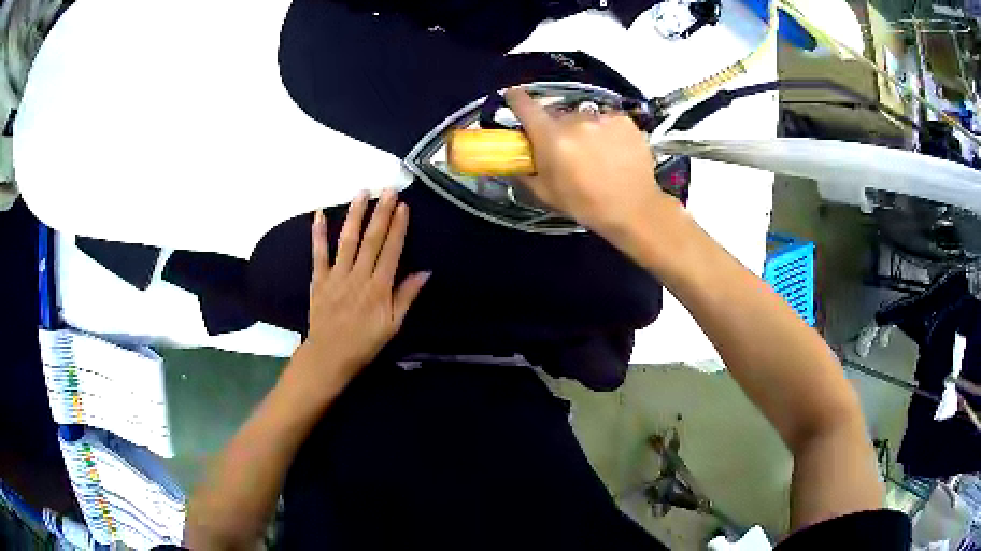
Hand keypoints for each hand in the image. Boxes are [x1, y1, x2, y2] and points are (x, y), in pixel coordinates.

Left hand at [300, 189, 429, 383]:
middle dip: (381, 213)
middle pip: (371, 239)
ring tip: (361, 193)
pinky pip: (318, 253)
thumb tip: (425, 272)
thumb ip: (406, 296)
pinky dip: (317, 234)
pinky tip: (318, 214)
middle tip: (387, 190)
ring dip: (354, 215)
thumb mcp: (393, 325)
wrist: (329, 355)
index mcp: (379, 288)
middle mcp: (358, 276)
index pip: (391, 251)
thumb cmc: (364, 342)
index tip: (403, 206)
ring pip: (347, 240)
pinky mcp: (319, 279)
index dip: (398, 227)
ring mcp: (336, 276)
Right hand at [505, 89, 677, 242]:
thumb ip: (524, 172)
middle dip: (557, 128)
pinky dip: (606, 131)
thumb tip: (512, 161)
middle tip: (566, 149)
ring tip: (595, 153)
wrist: (632, 209)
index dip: (516, 99)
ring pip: (584, 118)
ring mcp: (602, 118)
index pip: (525, 105)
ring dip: (584, 130)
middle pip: (557, 115)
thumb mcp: (545, 193)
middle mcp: (575, 120)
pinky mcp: (624, 120)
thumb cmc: (585, 204)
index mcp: (551, 136)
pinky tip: (613, 150)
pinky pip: (607, 120)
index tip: (514, 98)